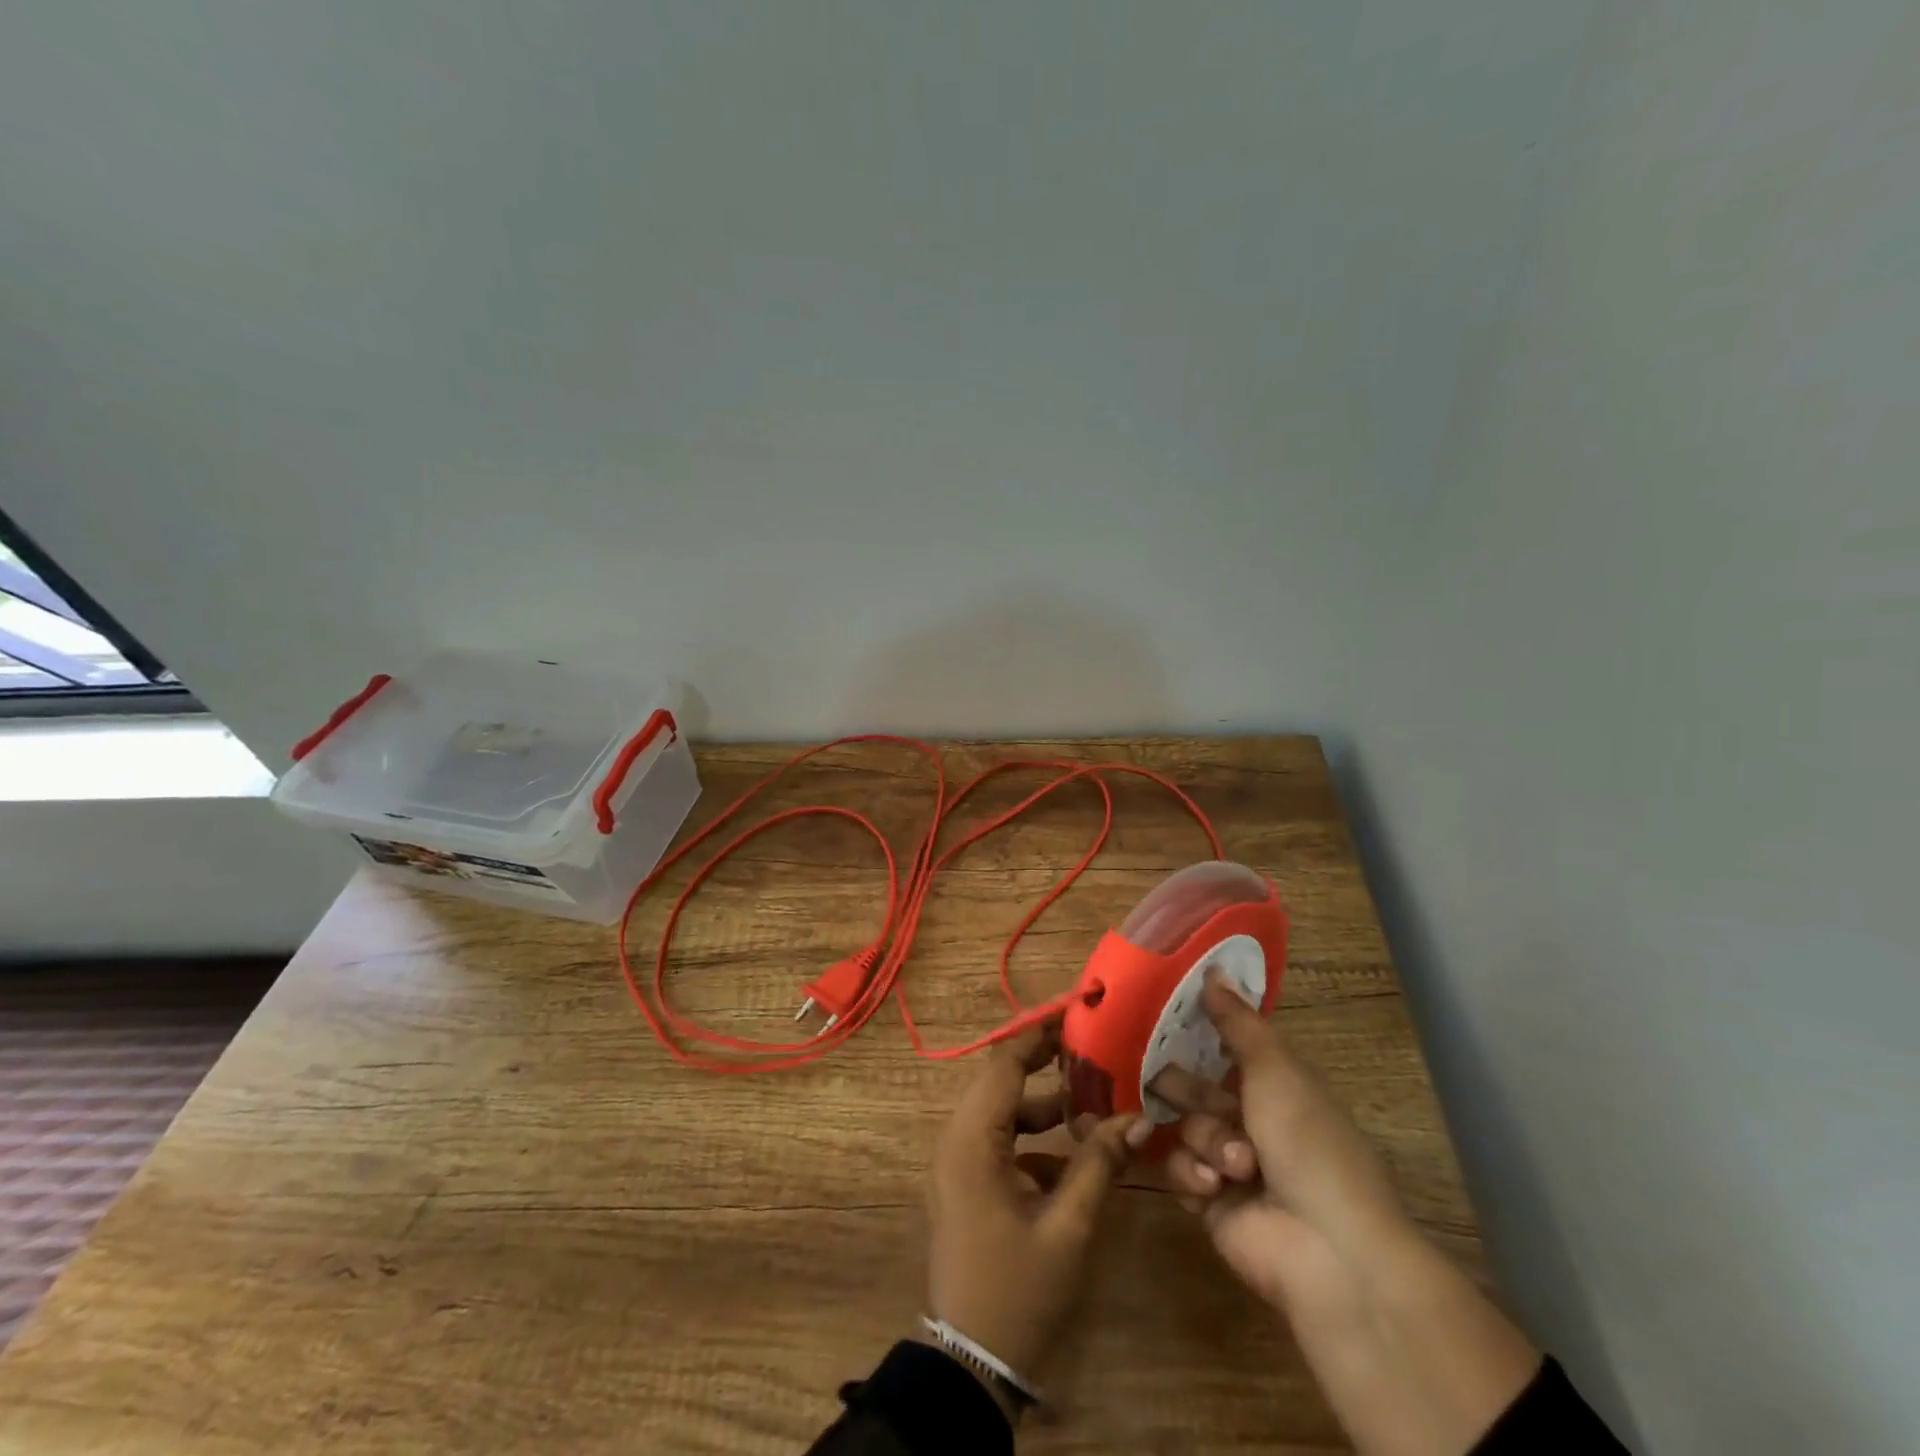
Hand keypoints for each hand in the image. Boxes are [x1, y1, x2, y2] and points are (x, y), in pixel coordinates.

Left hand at [924, 1022, 1148, 1390]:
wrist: (970, 1365)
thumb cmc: (1017, 1291)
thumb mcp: (1067, 1227)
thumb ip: (1098, 1164)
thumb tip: (1136, 1117)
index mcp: (971, 1139)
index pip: (1004, 1064)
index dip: (1038, 1034)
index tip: (1074, 1010)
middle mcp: (957, 1139)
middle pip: (1001, 1081)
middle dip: (1044, 1062)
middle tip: (1092, 1047)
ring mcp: (959, 1162)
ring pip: (1002, 1111)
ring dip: (1042, 1102)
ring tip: (1092, 1094)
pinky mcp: (968, 1183)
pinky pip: (1000, 1140)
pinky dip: (1033, 1136)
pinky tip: (1075, 1152)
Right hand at [1160, 975, 1541, 1455]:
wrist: (1330, 1251)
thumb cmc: (1309, 1143)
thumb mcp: (1277, 1070)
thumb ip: (1238, 1022)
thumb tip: (1213, 968)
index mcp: (1272, 1085)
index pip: (1222, 1047)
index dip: (1194, 1034)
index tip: (1157, 1018)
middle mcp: (1248, 1119)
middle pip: (1191, 1086)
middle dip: (1184, 1088)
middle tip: (1171, 1087)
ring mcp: (1226, 1163)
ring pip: (1184, 1127)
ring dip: (1205, 1140)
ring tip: (1235, 1167)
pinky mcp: (1208, 1201)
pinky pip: (1177, 1169)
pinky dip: (1194, 1175)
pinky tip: (1215, 1188)